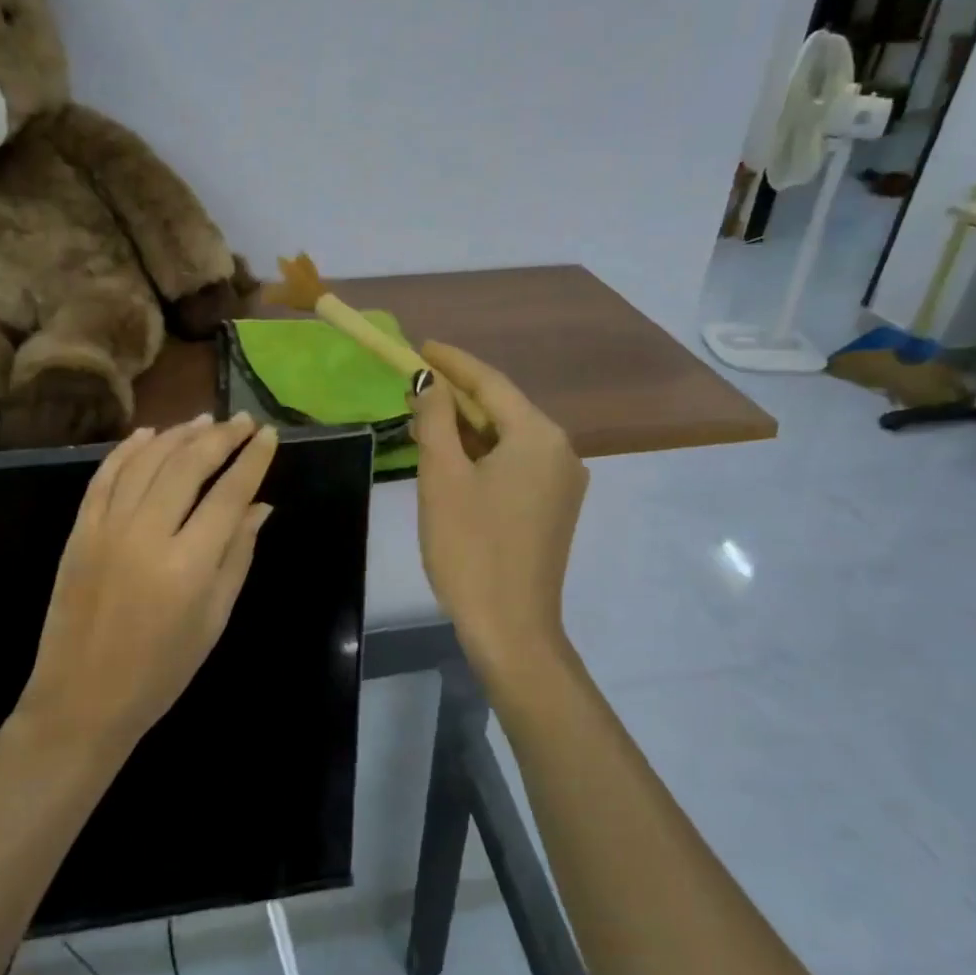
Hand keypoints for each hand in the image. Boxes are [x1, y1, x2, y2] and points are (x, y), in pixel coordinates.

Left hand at [17, 413, 278, 749]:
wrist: (82, 698)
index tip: (267, 435)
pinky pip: (105, 476)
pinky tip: (148, 435)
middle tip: (241, 421)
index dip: (252, 459)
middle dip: (220, 437)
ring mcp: (106, 528)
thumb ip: (238, 555)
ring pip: (146, 461)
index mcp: (189, 563)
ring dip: (177, 435)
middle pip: (188, 465)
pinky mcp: (79, 530)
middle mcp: (147, 534)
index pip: (229, 493)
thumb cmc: (162, 669)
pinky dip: (127, 450)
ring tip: (203, 421)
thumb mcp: (214, 618)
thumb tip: (260, 506)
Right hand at [408, 343, 588, 690]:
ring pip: (507, 437)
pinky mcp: (553, 507)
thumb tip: (429, 383)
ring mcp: (561, 481)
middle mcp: (561, 450)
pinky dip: (483, 453)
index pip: (490, 382)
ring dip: (467, 426)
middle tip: (414, 383)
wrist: (510, 627)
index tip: (419, 346)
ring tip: (425, 416)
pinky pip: (515, 463)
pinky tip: (453, 456)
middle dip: (457, 394)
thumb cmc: (470, 547)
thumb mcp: (442, 477)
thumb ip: (435, 419)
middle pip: (502, 408)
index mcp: (539, 435)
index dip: (452, 362)